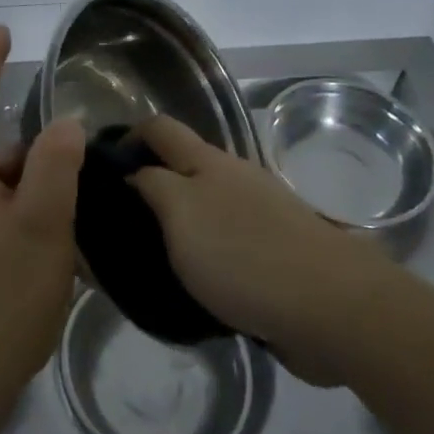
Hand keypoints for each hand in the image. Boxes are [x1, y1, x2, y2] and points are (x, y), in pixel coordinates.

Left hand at [0, 28, 85, 430]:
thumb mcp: (40, 226)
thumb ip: (55, 167)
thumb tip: (66, 123)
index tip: (2, 32)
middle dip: (37, 150)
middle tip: (80, 159)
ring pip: (8, 190)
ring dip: (40, 191)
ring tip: (82, 208)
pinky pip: (7, 222)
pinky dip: (35, 221)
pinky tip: (65, 248)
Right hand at [129, 116, 383, 385]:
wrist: (330, 306)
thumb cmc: (242, 253)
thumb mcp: (180, 214)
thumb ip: (152, 186)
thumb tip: (136, 173)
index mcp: (208, 161)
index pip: (160, 128)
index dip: (130, 136)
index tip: (104, 166)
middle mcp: (235, 177)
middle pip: (185, 165)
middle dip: (154, 181)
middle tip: (123, 220)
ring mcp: (262, 213)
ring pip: (209, 205)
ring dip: (183, 221)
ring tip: (154, 256)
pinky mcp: (279, 252)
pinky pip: (231, 241)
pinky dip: (210, 252)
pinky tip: (199, 284)